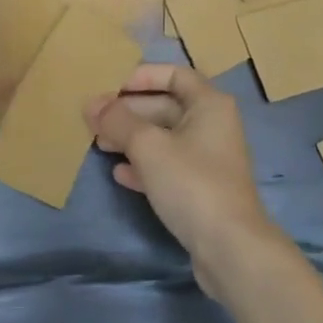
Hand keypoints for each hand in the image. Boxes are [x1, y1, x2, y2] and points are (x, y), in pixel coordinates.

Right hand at [85, 64, 283, 298]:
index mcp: (209, 104)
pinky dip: (144, 165)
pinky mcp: (202, 189)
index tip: (110, 86)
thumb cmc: (191, 183)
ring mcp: (208, 159)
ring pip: (164, 138)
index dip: (142, 77)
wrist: (230, 248)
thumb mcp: (148, 146)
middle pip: (166, 106)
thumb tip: (92, 104)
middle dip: (129, 111)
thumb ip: (118, 120)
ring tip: (99, 144)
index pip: (174, 74)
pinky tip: (119, 173)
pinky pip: (168, 166)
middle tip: (95, 119)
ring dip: (132, 138)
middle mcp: (213, 125)